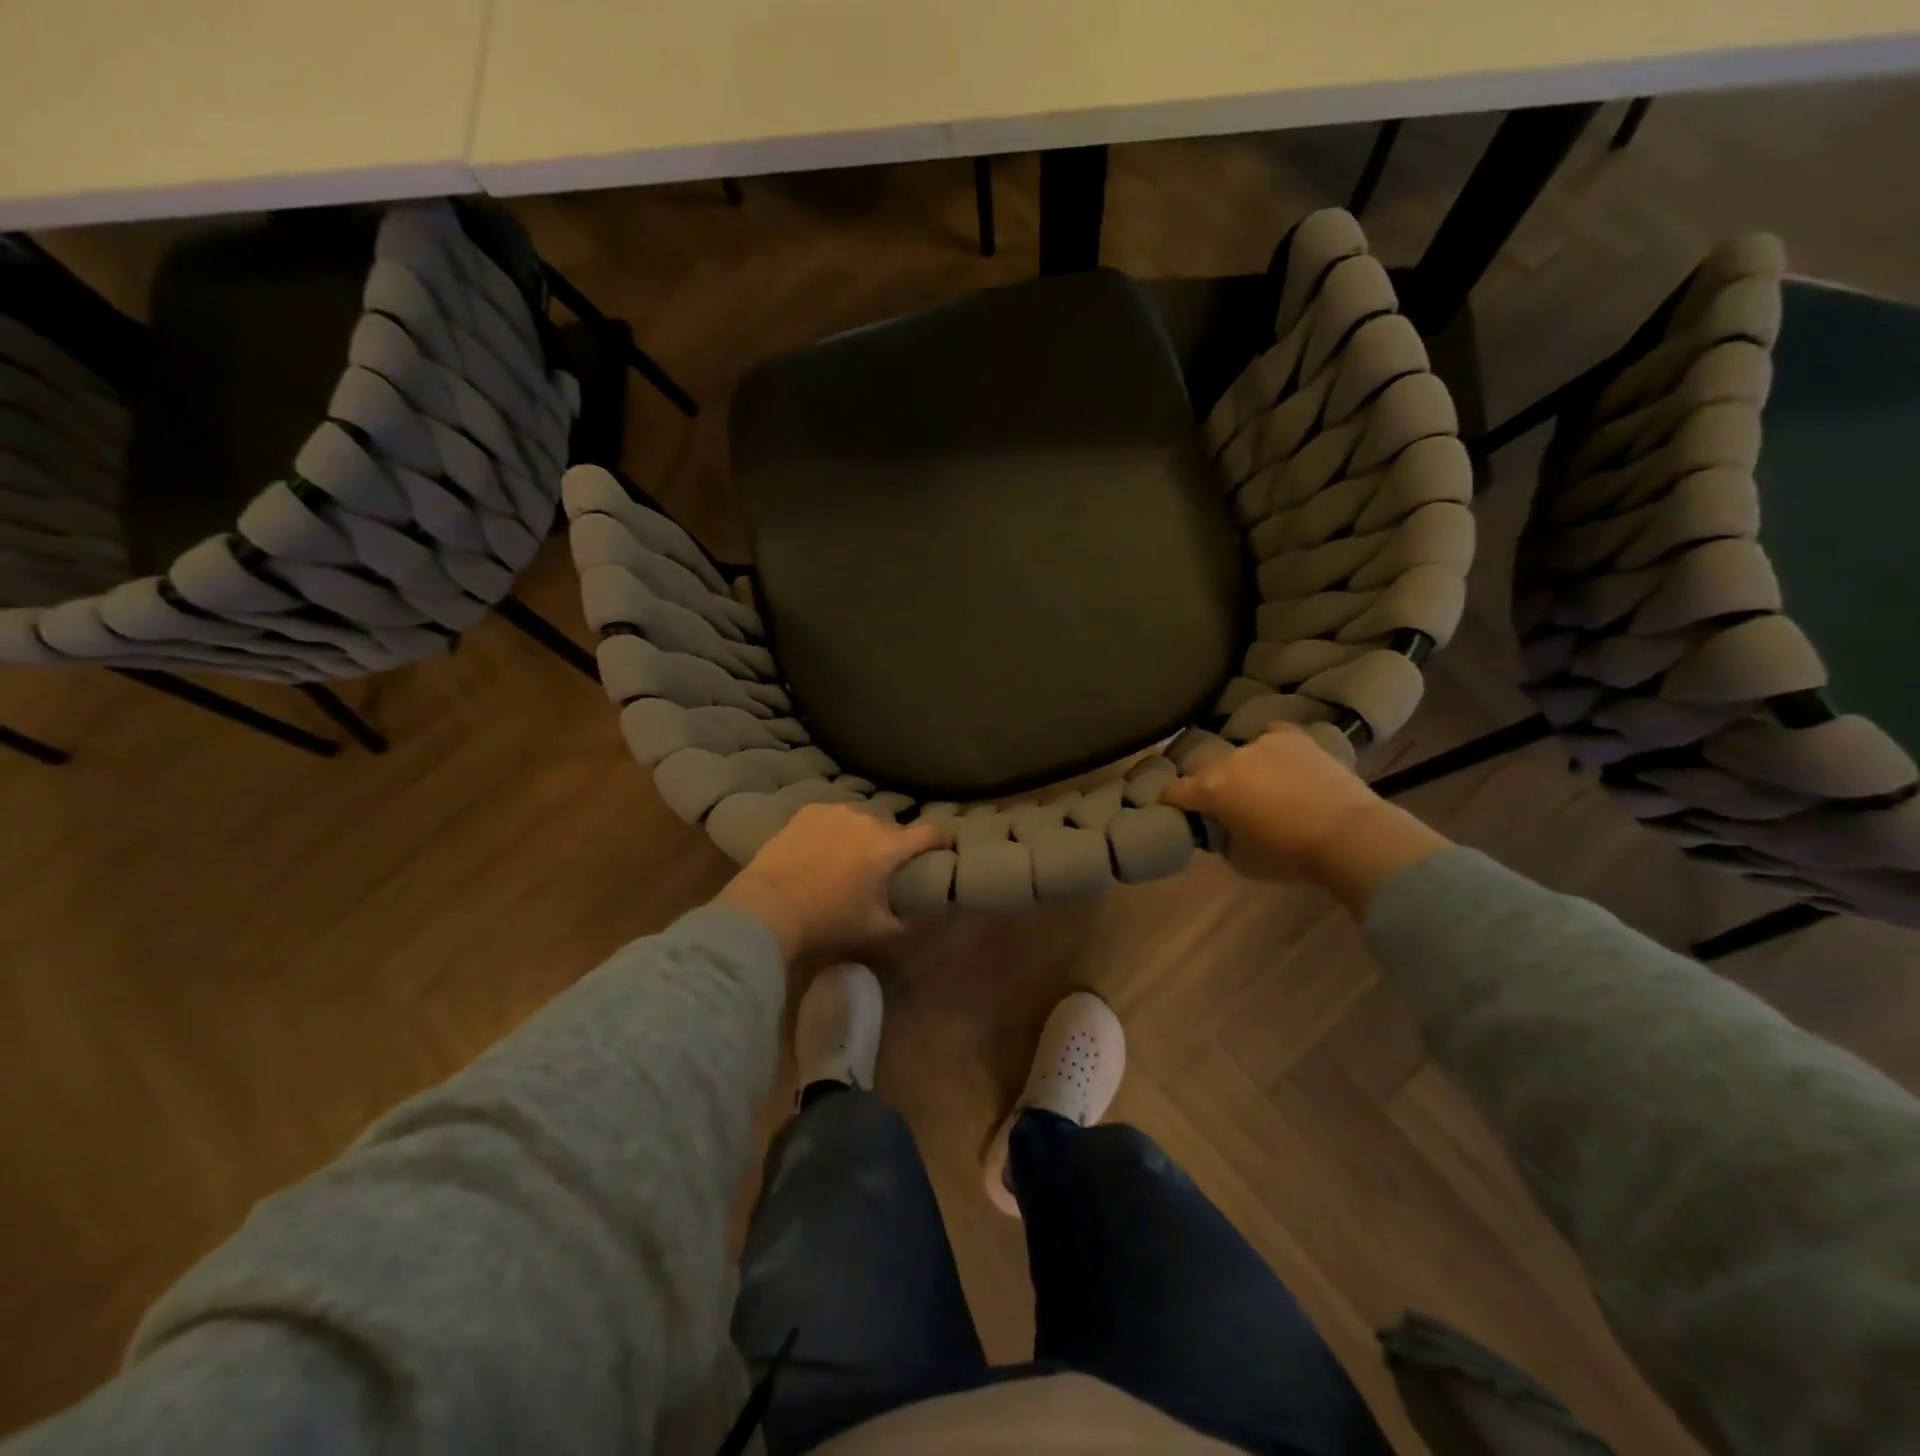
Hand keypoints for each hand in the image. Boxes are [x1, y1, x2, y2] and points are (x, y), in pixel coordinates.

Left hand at [717, 804, 951, 961]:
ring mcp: (836, 810)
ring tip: (851, 853)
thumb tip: (920, 915)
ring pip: (863, 816)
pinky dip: (836, 827)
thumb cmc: (828, 920)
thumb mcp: (875, 928)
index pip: (931, 832)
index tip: (946, 846)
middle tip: (884, 864)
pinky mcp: (809, 810)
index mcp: (889, 846)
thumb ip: (905, 921)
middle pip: (893, 825)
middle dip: (894, 841)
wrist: (769, 906)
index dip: (944, 839)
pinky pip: (834, 814)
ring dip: (864, 832)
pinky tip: (824, 846)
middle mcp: (867, 819)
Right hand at [1163, 724, 1449, 911]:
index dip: (1172, 803)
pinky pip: (1270, 735)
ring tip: (1259, 784)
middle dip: (1206, 784)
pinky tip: (1281, 762)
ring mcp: (1262, 742)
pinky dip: (1270, 748)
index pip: (1174, 792)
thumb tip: (1218, 825)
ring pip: (1237, 752)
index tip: (1178, 811)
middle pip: (1203, 768)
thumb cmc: (1289, 855)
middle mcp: (1229, 759)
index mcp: (1210, 789)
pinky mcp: (1293, 736)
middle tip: (1223, 802)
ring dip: (1240, 768)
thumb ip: (1219, 837)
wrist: (1350, 835)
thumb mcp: (1240, 859)